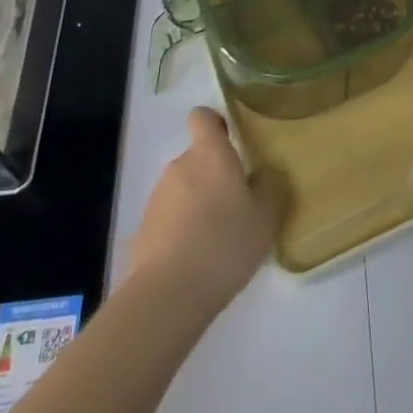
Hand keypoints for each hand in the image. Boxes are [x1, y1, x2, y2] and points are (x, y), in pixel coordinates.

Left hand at [127, 108, 284, 315]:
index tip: (230, 140)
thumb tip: (262, 172)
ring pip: (183, 188)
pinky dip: (181, 229)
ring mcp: (157, 198)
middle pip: (197, 158)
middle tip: (235, 205)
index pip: (202, 117)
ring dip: (197, 203)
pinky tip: (195, 259)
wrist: (168, 295)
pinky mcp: (143, 229)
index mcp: (210, 154)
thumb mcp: (265, 217)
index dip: (214, 123)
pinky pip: (169, 218)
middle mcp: (180, 166)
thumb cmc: (224, 244)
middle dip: (213, 175)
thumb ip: (268, 186)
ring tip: (216, 238)